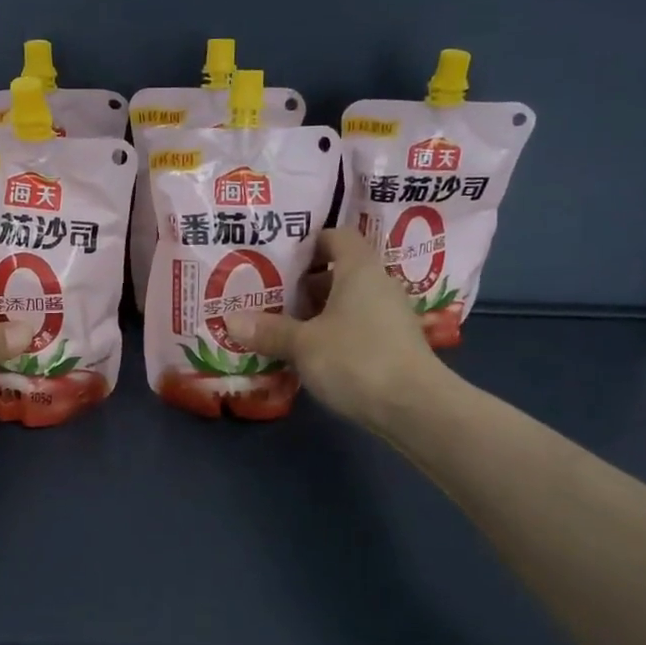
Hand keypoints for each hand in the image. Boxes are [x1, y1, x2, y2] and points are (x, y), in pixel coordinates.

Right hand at [228, 227, 453, 429]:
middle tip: (270, 295)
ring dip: (318, 312)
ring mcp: (390, 317)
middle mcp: (379, 285)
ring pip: (347, 302)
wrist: (415, 408)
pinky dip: (333, 334)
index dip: (309, 242)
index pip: (337, 237)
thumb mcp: (302, 344)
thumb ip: (268, 330)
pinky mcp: (393, 346)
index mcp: (359, 269)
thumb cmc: (356, 359)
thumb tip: (230, 319)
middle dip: (305, 283)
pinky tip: (310, 354)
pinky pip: (357, 327)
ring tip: (282, 326)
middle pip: (339, 271)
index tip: (280, 259)